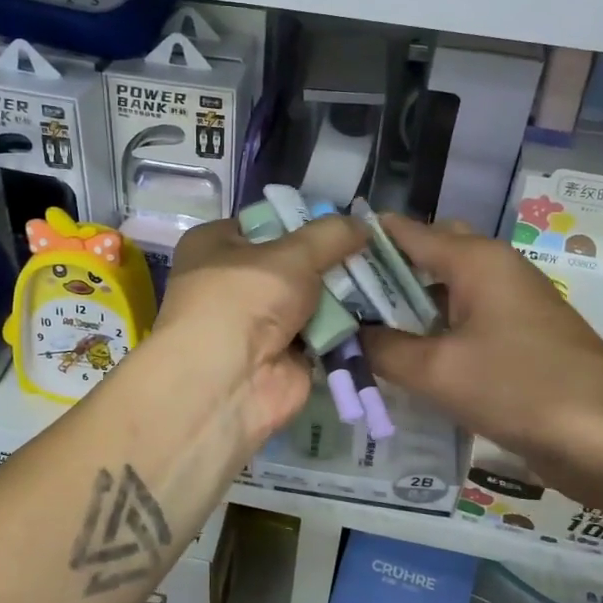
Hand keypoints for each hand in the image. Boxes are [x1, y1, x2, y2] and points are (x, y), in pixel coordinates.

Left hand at [154, 214, 366, 446]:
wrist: (228, 382)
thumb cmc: (245, 299)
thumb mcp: (291, 254)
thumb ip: (330, 235)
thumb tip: (363, 224)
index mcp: (215, 245)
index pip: (266, 222)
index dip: (305, 220)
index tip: (347, 222)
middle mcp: (233, 281)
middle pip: (293, 262)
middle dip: (331, 259)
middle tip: (376, 250)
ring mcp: (259, 322)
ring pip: (311, 298)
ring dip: (343, 293)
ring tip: (387, 277)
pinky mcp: (283, 355)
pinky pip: (322, 332)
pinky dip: (345, 327)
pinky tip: (379, 311)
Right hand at [361, 215, 602, 491]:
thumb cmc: (521, 389)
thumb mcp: (438, 371)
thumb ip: (383, 348)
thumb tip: (345, 334)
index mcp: (475, 259)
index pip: (404, 231)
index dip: (359, 242)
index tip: (317, 263)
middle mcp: (495, 268)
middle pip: (426, 255)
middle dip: (382, 275)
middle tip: (340, 304)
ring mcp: (512, 302)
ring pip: (446, 290)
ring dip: (407, 307)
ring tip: (362, 332)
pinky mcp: (522, 335)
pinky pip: (466, 319)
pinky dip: (434, 331)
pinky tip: (408, 359)